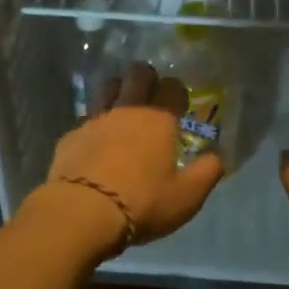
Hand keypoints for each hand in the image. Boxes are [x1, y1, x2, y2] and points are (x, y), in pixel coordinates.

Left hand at [37, 61, 224, 251]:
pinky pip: (85, 119)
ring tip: (121, 104)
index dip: (178, 91)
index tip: (179, 102)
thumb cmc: (142, 203)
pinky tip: (94, 140)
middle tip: (151, 91)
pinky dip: (93, 124)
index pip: (173, 88)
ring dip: (117, 89)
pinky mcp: (71, 136)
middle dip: (147, 77)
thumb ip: (207, 173)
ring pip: (107, 87)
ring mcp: (95, 120)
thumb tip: (218, 156)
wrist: (81, 212)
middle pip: (138, 75)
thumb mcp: (186, 197)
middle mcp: (128, 110)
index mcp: (159, 120)